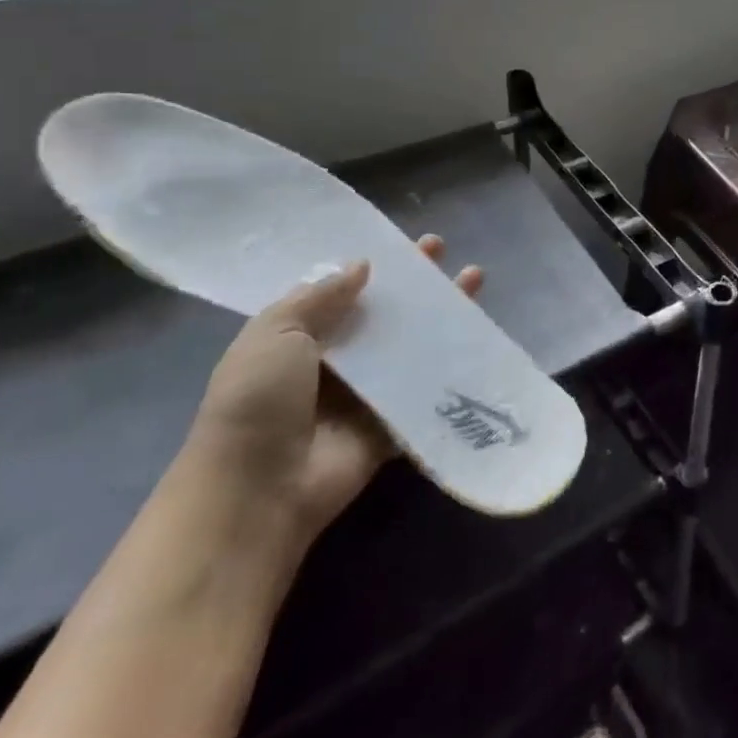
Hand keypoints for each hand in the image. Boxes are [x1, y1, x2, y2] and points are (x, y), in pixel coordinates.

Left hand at [186, 236, 483, 548]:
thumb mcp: (274, 334)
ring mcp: (364, 396)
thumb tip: (362, 265)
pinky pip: (426, 390)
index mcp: (298, 340)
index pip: (343, 293)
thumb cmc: (257, 402)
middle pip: (383, 315)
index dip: (375, 268)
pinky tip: (480, 336)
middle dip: (414, 284)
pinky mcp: (391, 426)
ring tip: (474, 279)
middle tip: (443, 250)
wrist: (258, 492)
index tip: (405, 245)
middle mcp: (334, 364)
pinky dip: (452, 365)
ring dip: (441, 315)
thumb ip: (318, 297)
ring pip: (411, 346)